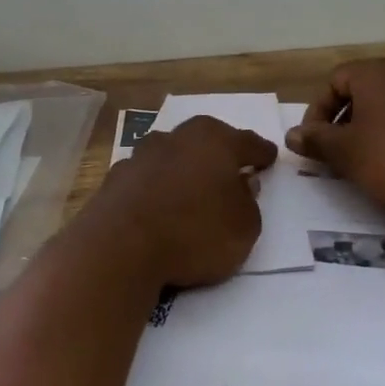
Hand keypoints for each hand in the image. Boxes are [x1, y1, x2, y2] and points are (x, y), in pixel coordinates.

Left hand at [92, 116, 277, 288]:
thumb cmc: (195, 233)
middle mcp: (178, 138)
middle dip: (218, 152)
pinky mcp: (115, 178)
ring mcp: (141, 155)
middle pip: (205, 139)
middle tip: (230, 168)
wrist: (120, 247)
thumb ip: (248, 203)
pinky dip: (155, 187)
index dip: (261, 153)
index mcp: (216, 142)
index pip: (248, 143)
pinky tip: (158, 205)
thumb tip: (242, 184)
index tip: (269, 157)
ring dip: (183, 167)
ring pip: (171, 154)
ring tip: (191, 188)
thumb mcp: (244, 228)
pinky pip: (146, 178)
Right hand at [285, 58, 384, 213]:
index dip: (317, 111)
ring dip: (373, 126)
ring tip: (367, 159)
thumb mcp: (344, 152)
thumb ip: (315, 140)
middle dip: (345, 119)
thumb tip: (292, 135)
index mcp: (376, 72)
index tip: (313, 142)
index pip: (334, 81)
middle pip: (364, 90)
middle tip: (337, 151)